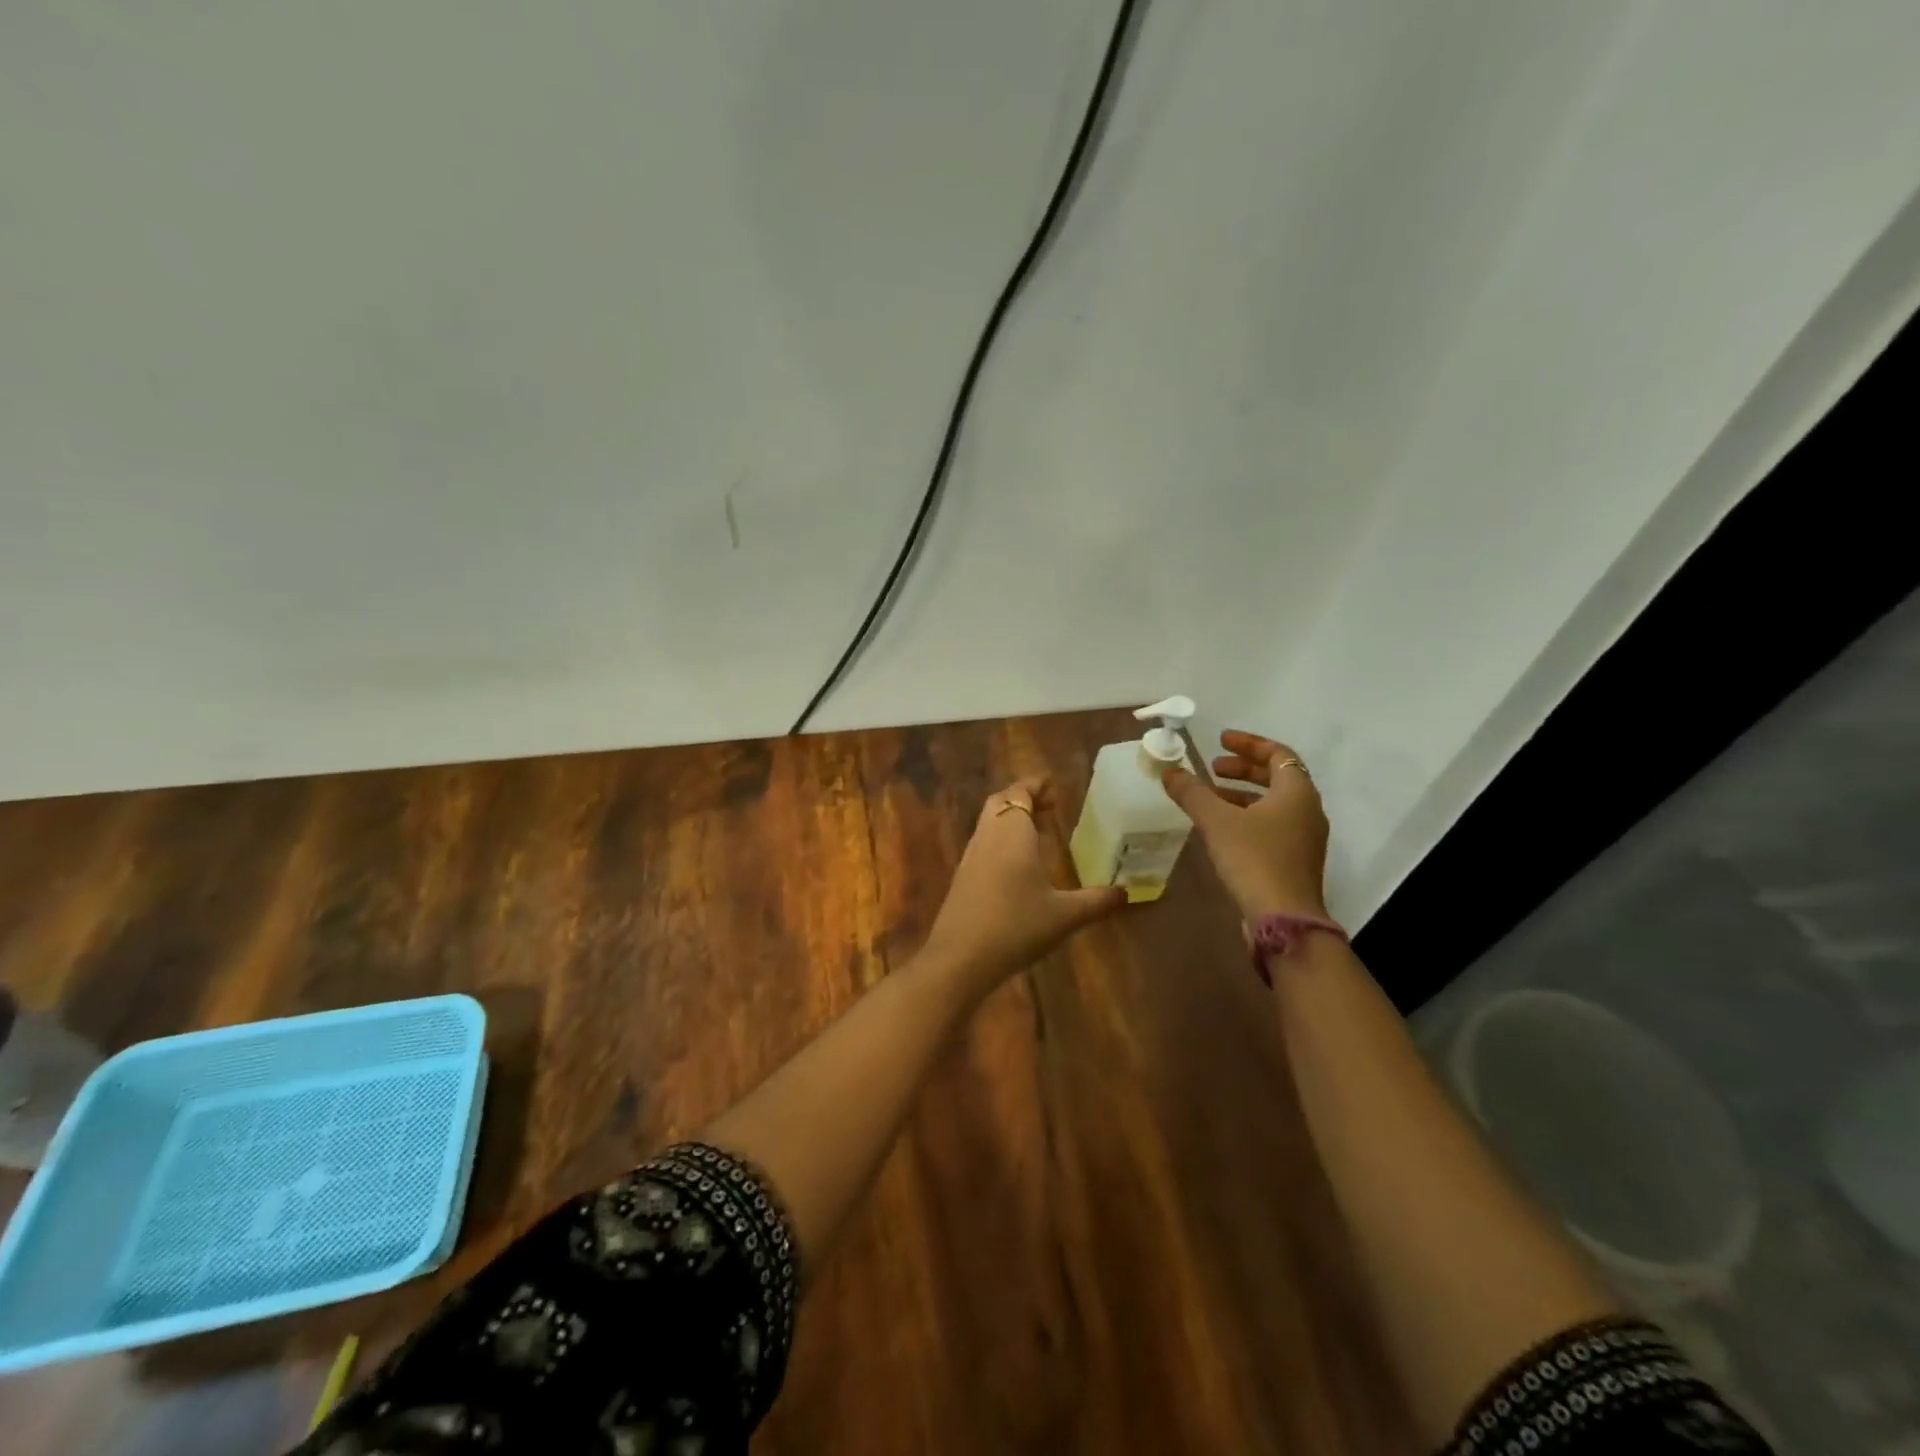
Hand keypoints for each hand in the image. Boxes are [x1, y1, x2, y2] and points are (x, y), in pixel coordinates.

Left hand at [919, 776, 1125, 991]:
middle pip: (1001, 802)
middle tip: (1050, 807)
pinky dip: (1001, 839)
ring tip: (1039, 833)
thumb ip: (1096, 901)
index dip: (1036, 785)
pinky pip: (983, 843)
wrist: (960, 958)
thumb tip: (1127, 892)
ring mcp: (971, 856)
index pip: (1020, 793)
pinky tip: (1018, 865)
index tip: (1053, 786)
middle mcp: (988, 836)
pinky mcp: (962, 876)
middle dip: (1024, 798)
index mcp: (1012, 833)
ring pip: (989, 822)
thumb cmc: (1016, 927)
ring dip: (1011, 819)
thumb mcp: (1064, 916)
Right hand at [1160, 730, 1330, 921]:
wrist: (1283, 918)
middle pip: (1277, 777)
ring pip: (1274, 803)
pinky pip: (1272, 824)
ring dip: (1243, 793)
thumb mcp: (1217, 821)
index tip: (1220, 740)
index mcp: (1297, 792)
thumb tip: (1169, 771)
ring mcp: (1304, 837)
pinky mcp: (1295, 859)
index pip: (1278, 754)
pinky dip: (1248, 815)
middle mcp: (1307, 810)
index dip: (1248, 744)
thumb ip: (1192, 793)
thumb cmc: (1254, 859)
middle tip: (1212, 767)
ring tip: (1211, 796)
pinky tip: (1222, 827)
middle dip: (1243, 768)